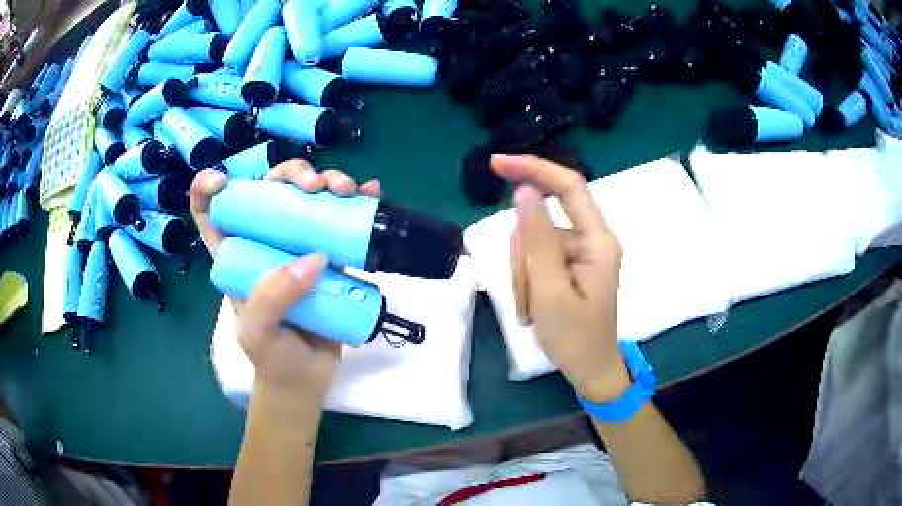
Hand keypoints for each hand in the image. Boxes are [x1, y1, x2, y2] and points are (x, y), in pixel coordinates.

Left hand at [190, 161, 380, 400]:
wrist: (307, 379)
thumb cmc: (271, 357)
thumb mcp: (257, 332)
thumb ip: (272, 298)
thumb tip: (315, 257)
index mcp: (234, 255)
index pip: (210, 214)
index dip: (206, 190)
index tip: (220, 180)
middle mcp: (265, 242)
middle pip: (271, 191)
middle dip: (291, 174)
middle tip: (315, 187)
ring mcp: (298, 246)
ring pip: (309, 198)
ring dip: (330, 181)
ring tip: (348, 190)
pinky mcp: (328, 255)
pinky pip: (341, 221)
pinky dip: (357, 202)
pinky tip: (370, 192)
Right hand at [492, 154, 629, 402]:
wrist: (590, 371)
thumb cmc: (575, 339)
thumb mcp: (549, 291)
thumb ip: (537, 239)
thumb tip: (524, 191)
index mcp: (597, 241)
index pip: (568, 186)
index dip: (533, 168)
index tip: (496, 165)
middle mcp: (591, 239)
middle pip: (542, 221)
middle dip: (523, 254)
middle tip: (527, 296)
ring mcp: (580, 252)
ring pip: (533, 241)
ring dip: (523, 273)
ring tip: (532, 308)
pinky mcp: (570, 265)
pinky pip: (536, 258)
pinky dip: (527, 280)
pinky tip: (534, 306)